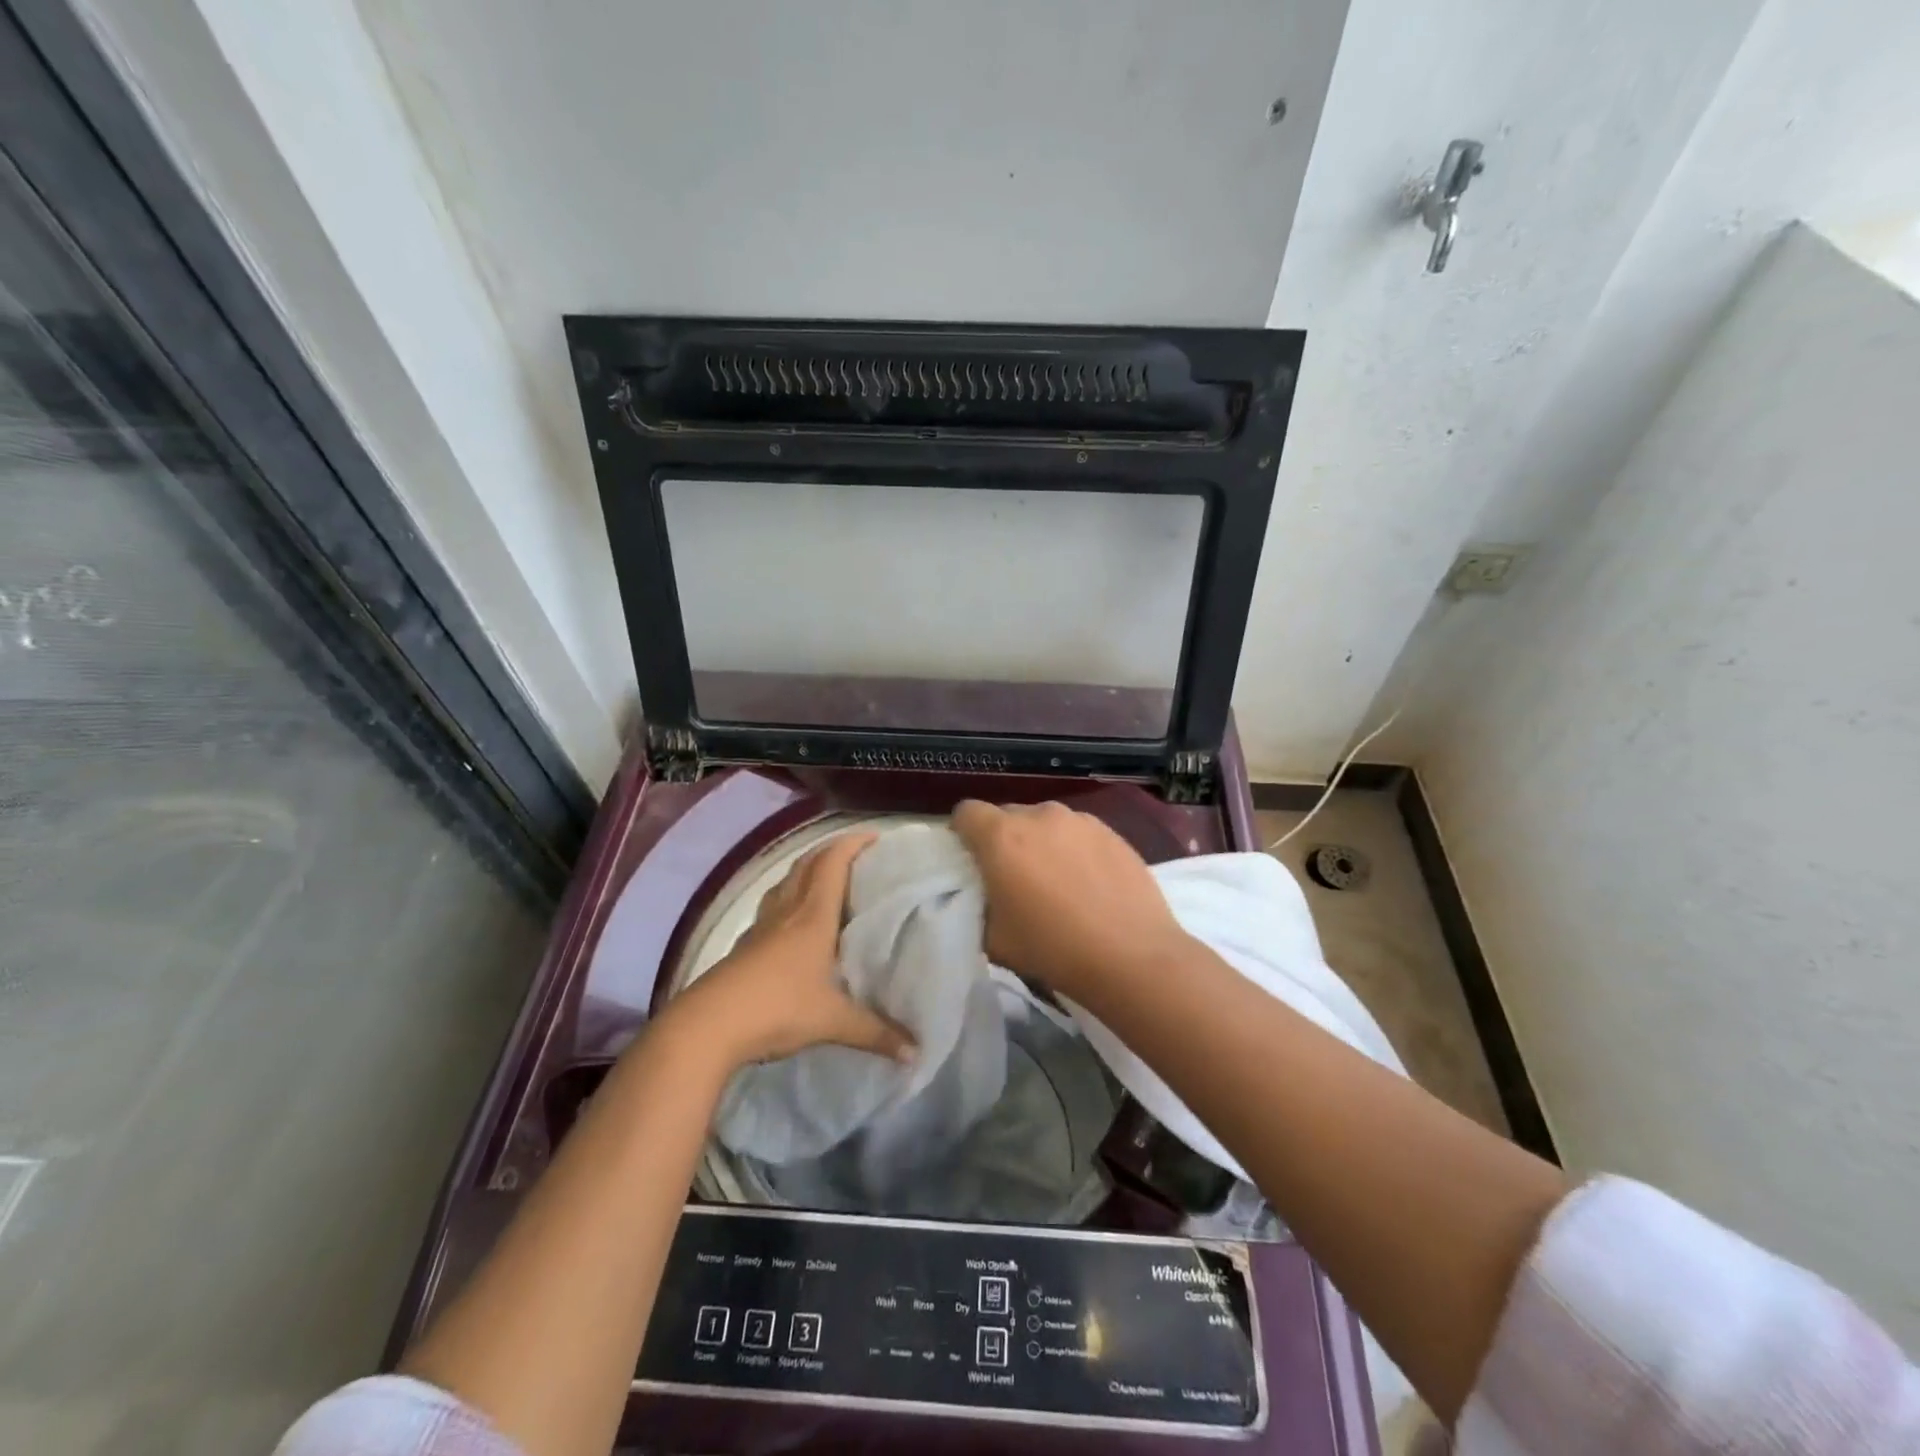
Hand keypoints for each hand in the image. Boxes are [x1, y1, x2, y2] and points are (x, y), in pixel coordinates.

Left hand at [665, 832, 915, 1070]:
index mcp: (813, 917)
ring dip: (806, 871)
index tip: (876, 836)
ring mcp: (761, 927)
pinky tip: (792, 921)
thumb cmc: (778, 1009)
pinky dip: (787, 900)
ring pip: (785, 883)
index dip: (852, 843)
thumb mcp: (833, 1021)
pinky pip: (771, 908)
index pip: (832, 863)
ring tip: (827, 879)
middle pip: (807, 865)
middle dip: (832, 851)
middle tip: (858, 855)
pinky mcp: (744, 945)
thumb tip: (917, 1052)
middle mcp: (787, 912)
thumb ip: (876, 1033)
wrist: (709, 1025)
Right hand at [951, 800, 1190, 999]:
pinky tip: (1089, 884)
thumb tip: (983, 894)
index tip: (971, 862)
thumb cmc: (1052, 949)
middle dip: (1003, 840)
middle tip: (1013, 878)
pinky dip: (1073, 849)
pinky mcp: (1111, 832)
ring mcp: (1080, 820)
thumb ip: (977, 905)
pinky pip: (1078, 833)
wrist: (1132, 957)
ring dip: (1041, 843)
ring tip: (1057, 882)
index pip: (966, 812)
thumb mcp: (993, 938)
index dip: (963, 834)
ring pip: (1045, 823)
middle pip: (1007, 815)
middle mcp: (1039, 816)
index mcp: (1002, 836)